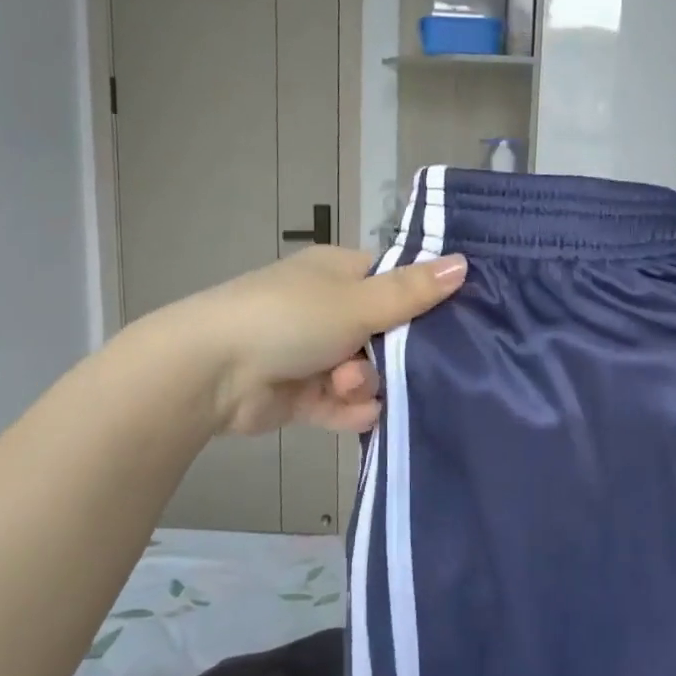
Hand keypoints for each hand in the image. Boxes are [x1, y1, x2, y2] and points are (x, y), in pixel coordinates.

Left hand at [166, 245, 467, 435]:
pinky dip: (350, 409)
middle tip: (390, 362)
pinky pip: (343, 404)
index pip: (395, 281)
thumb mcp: (358, 301)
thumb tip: (465, 263)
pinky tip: (354, 412)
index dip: (422, 300)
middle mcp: (328, 310)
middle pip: (386, 334)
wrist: (210, 373)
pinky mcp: (302, 395)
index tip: (451, 321)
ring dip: (363, 383)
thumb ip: (413, 291)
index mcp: (338, 274)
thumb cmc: (289, 319)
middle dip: (389, 354)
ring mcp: (313, 353)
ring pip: (366, 372)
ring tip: (345, 386)